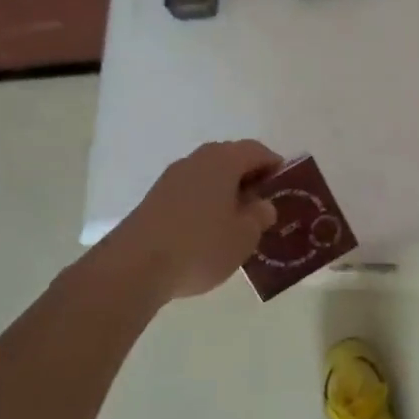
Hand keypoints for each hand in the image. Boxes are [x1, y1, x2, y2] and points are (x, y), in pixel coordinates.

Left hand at [108, 141, 282, 299]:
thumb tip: (262, 205)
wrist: (134, 267)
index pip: (256, 150)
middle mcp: (196, 160)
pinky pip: (190, 191)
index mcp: (223, 160)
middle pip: (230, 159)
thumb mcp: (244, 236)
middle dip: (248, 177)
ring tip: (236, 220)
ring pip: (208, 176)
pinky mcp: (154, 199)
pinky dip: (204, 202)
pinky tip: (208, 230)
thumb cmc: (200, 246)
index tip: (284, 185)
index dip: (274, 165)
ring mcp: (171, 178)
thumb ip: (259, 216)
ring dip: (225, 191)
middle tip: (262, 203)